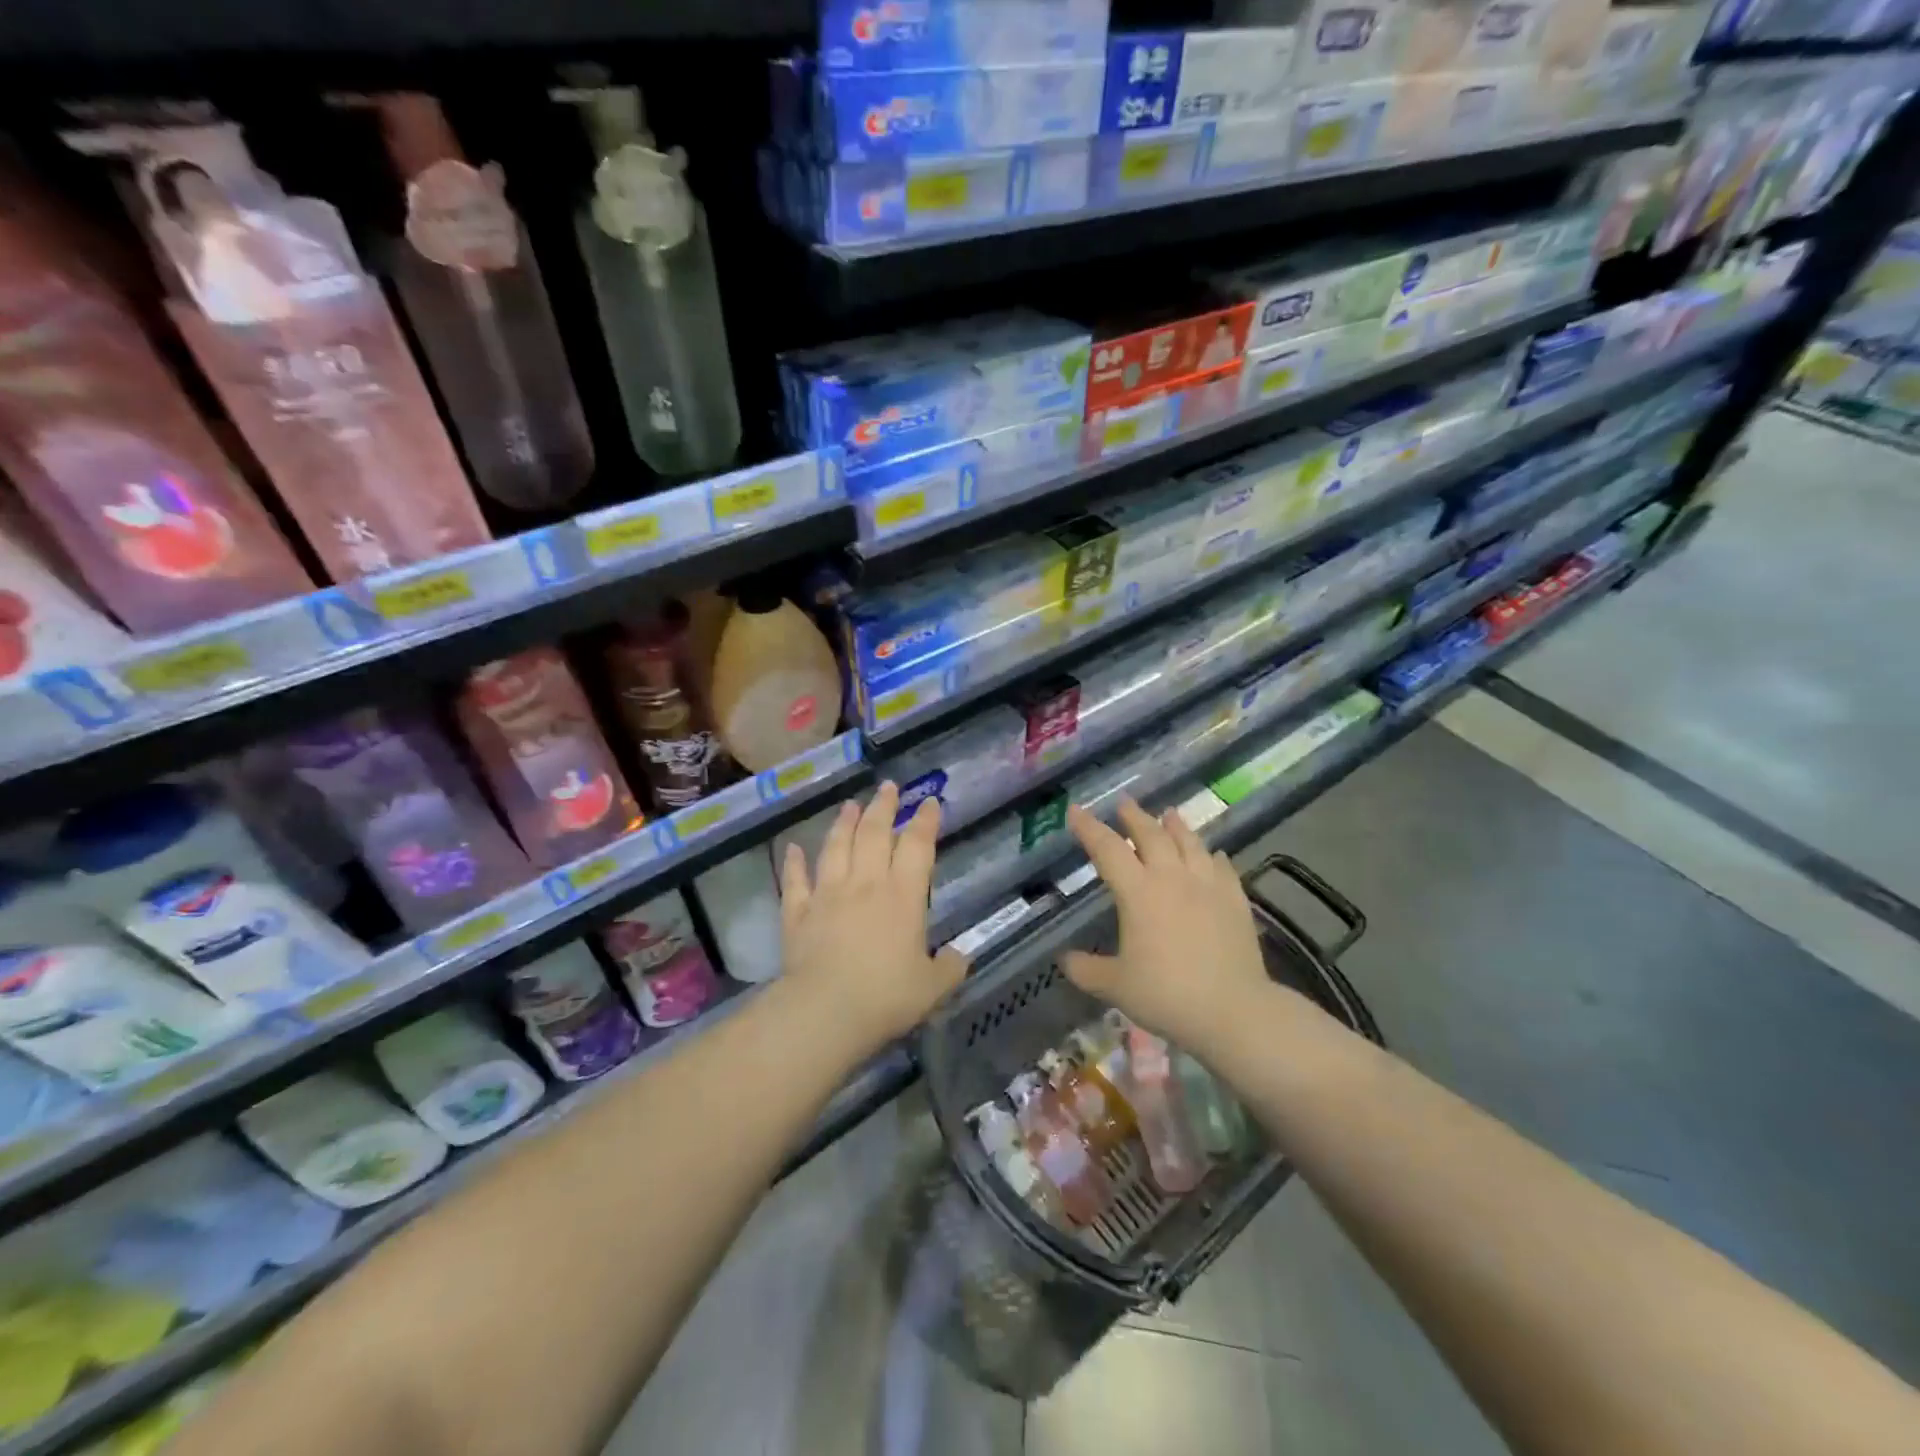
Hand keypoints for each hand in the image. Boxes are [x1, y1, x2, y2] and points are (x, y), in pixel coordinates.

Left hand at [780, 782, 966, 1047]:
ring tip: (849, 805)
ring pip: (835, 848)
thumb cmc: (886, 996)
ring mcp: (827, 895)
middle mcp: (865, 884)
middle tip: (887, 787)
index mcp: (903, 896)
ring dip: (843, 824)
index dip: (925, 822)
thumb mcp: (932, 987)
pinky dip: (794, 863)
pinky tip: (792, 849)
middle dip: (883, 807)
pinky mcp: (798, 914)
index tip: (929, 802)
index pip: (916, 847)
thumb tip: (960, 957)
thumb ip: (950, 968)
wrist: (825, 1011)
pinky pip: (796, 881)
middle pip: (873, 834)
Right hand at [1063, 797, 1271, 1054]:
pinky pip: (1222, 868)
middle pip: (1151, 835)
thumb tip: (1064, 960)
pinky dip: (1213, 856)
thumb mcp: (1115, 986)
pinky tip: (1213, 854)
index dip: (1089, 827)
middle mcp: (1171, 878)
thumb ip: (1086, 969)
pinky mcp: (1236, 900)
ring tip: (1169, 813)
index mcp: (1137, 892)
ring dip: (1176, 825)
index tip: (1075, 810)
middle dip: (1134, 816)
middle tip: (1124, 803)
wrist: (1233, 1010)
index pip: (1107, 849)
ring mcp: (1208, 885)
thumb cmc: (1166, 995)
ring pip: (1190, 843)